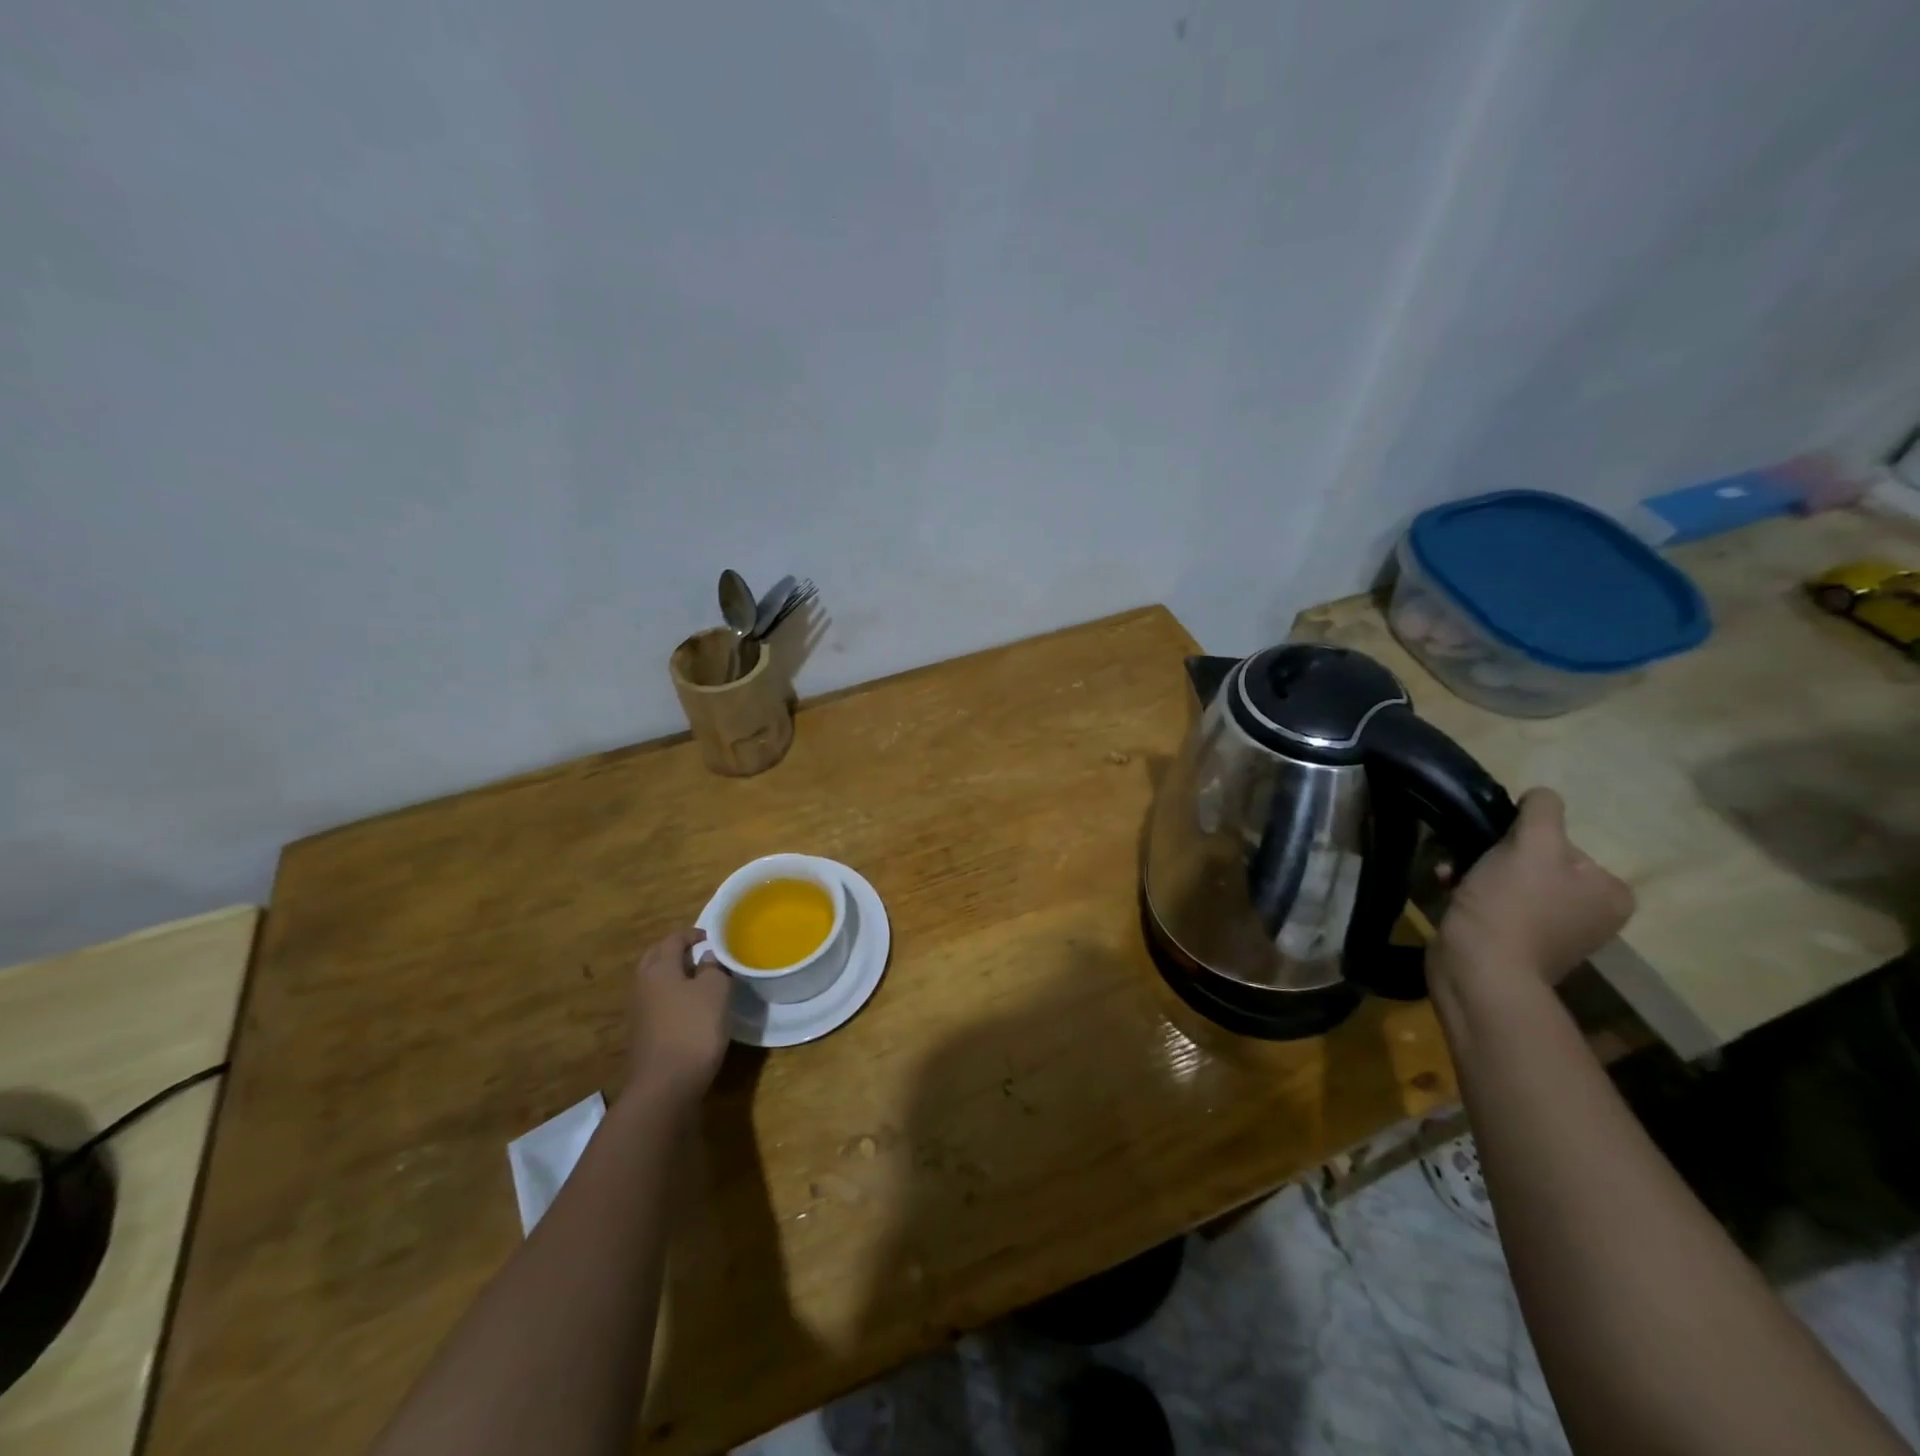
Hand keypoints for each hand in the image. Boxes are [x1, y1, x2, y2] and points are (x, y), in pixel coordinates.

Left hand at [622, 928, 730, 1109]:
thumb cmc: (694, 1029)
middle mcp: (643, 984)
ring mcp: (638, 1010)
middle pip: (656, 957)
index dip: (693, 934)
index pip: (673, 939)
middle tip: (701, 953)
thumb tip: (707, 957)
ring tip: (699, 979)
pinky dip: (670, 995)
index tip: (712, 938)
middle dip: (676, 951)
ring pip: (654, 980)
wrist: (664, 1085)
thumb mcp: (715, 991)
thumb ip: (713, 968)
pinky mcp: (641, 1032)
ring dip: (673, 974)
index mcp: (659, 968)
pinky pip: (656, 1001)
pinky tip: (689, 1007)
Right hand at [1431, 788, 1634, 990]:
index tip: (1496, 846)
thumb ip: (1542, 811)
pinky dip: (1470, 892)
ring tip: (1448, 873)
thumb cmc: (1512, 904)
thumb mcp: (1532, 844)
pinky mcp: (1517, 943)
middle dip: (1492, 854)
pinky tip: (1447, 889)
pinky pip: (1494, 902)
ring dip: (1474, 870)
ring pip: (1509, 879)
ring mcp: (1554, 932)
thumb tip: (1541, 796)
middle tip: (1464, 857)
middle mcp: (1591, 913)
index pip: (1564, 843)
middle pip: (1535, 861)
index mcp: (1610, 892)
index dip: (1524, 838)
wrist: (1479, 969)